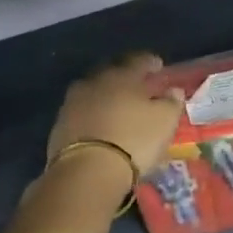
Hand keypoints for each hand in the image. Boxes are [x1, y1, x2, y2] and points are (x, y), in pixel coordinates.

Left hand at [47, 53, 185, 187]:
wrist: (87, 171)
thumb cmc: (134, 139)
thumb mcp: (165, 121)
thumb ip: (171, 102)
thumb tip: (173, 90)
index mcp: (122, 76)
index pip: (139, 61)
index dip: (151, 63)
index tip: (159, 67)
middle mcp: (95, 82)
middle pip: (112, 73)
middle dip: (126, 78)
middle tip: (138, 88)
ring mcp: (73, 103)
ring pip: (94, 93)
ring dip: (106, 97)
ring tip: (118, 109)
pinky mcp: (59, 126)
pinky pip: (82, 113)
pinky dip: (93, 116)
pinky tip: (101, 127)